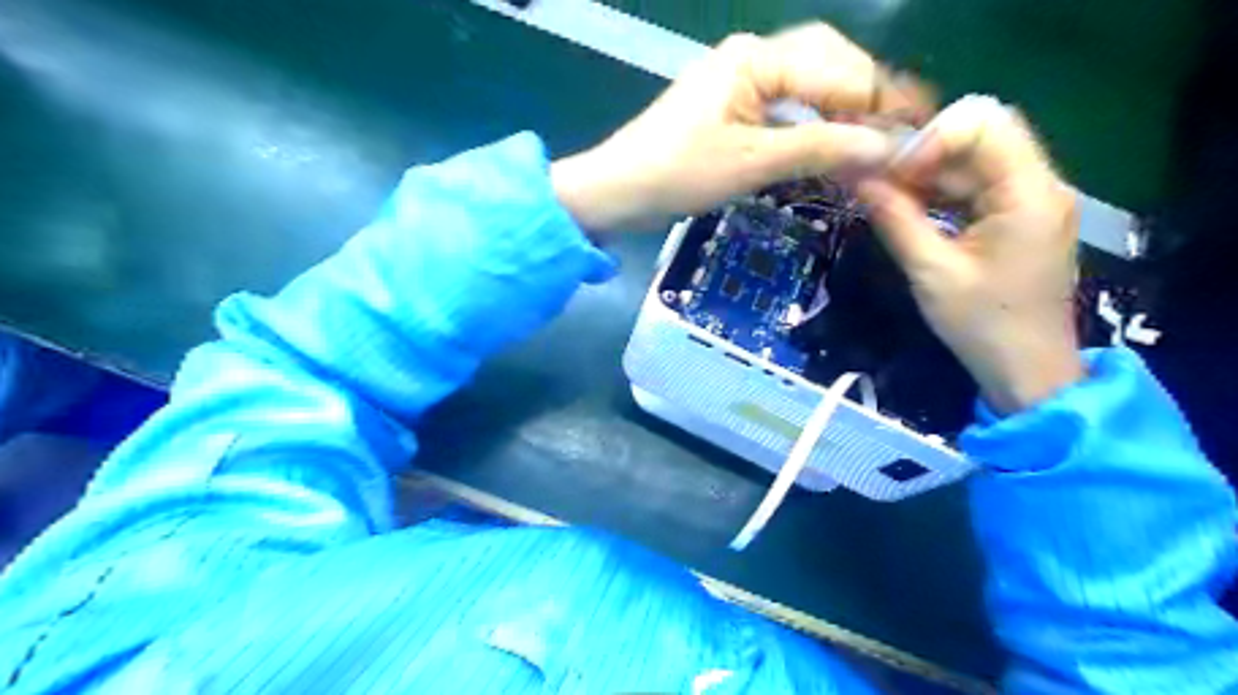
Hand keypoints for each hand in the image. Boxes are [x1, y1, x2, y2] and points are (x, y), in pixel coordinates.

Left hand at [552, 22, 927, 232]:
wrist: (618, 192)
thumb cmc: (677, 174)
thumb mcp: (751, 163)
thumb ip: (819, 148)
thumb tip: (885, 147)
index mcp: (755, 59)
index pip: (837, 70)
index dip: (879, 102)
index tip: (917, 131)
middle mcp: (750, 58)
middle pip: (826, 65)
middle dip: (865, 98)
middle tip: (899, 132)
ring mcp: (737, 83)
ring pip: (806, 87)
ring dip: (840, 112)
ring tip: (873, 141)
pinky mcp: (729, 109)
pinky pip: (782, 109)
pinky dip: (810, 126)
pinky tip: (829, 147)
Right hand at [865, 96, 1086, 411]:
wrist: (1027, 369)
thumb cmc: (982, 325)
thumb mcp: (931, 272)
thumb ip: (895, 218)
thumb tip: (857, 176)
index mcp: (1028, 192)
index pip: (983, 123)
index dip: (931, 139)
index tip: (892, 175)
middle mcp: (1038, 183)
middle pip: (982, 133)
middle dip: (925, 150)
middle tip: (882, 181)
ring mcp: (1030, 199)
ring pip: (975, 159)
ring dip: (928, 171)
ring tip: (885, 194)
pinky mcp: (1018, 216)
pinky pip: (976, 185)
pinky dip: (940, 190)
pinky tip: (908, 207)